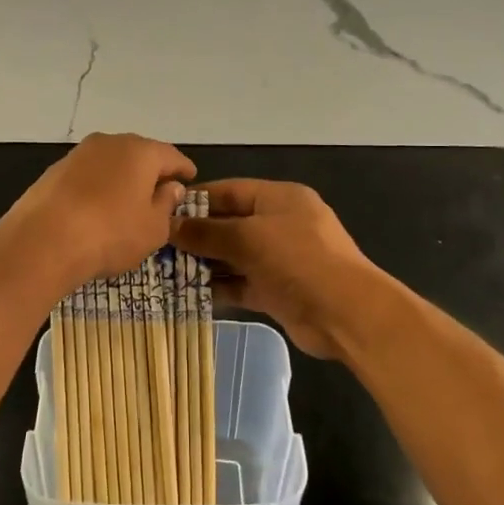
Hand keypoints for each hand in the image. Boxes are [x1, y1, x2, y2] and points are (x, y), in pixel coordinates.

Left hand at [0, 133, 195, 294]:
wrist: (42, 241)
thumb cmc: (111, 234)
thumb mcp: (152, 228)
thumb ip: (166, 204)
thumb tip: (170, 187)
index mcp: (141, 151)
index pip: (171, 155)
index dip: (183, 169)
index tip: (190, 178)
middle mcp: (110, 142)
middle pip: (139, 154)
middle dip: (151, 171)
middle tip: (160, 192)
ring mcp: (79, 154)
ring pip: (111, 162)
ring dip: (122, 178)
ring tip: (128, 202)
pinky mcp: (54, 171)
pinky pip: (87, 175)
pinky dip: (98, 187)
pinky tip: (97, 207)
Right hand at [171, 180, 378, 360]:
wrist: (346, 314)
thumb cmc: (298, 260)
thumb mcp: (249, 238)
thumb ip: (207, 232)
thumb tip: (170, 226)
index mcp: (279, 198)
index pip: (229, 191)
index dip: (196, 200)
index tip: (162, 211)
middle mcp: (280, 224)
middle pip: (230, 224)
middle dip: (196, 236)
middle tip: (157, 246)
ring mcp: (280, 259)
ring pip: (234, 256)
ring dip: (204, 264)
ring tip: (164, 272)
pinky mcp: (278, 290)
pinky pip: (241, 283)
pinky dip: (219, 288)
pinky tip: (188, 294)